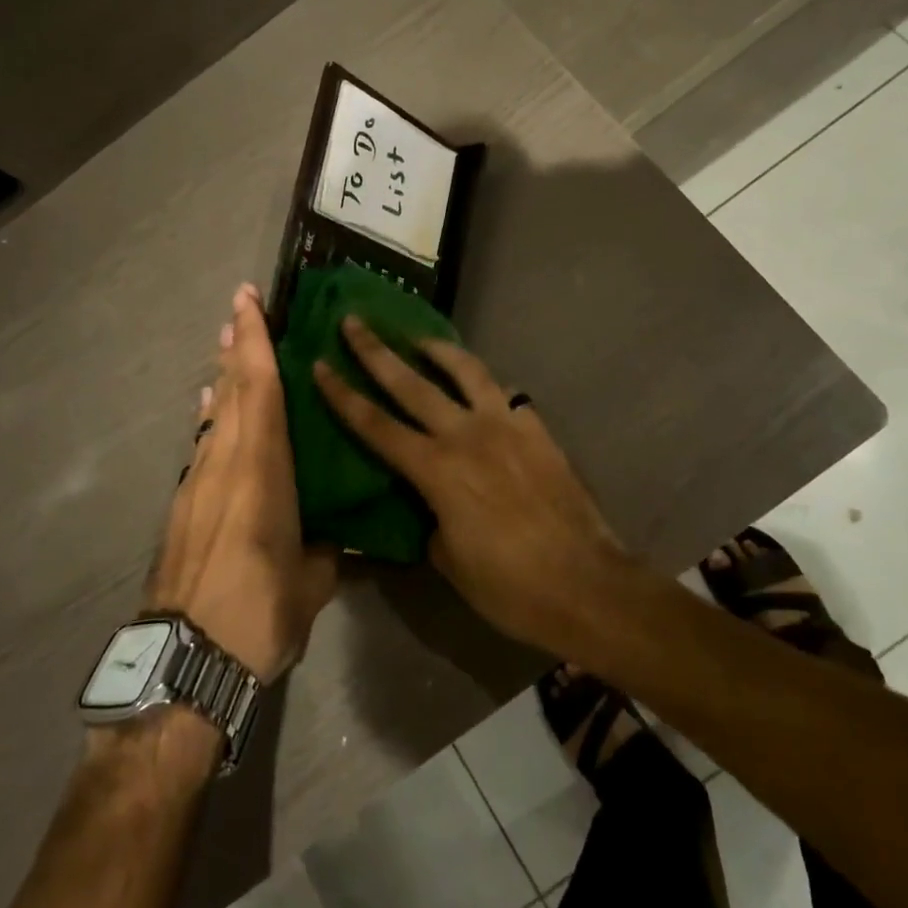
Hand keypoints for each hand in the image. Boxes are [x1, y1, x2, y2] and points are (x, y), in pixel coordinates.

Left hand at [146, 285, 337, 682]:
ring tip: (228, 349)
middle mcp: (225, 464)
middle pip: (231, 391)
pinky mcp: (181, 508)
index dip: (255, 341)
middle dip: (236, 346)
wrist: (184, 664)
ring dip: (222, 378)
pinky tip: (211, 411)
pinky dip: (211, 419)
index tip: (247, 300)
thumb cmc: (259, 613)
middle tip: (239, 310)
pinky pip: (201, 446)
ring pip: (214, 416)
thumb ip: (325, 552)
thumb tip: (334, 542)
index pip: (261, 389)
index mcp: (262, 471)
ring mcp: (197, 484)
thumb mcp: (312, 583)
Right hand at [312, 319, 628, 653]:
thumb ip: (430, 520)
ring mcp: (506, 426)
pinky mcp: (536, 429)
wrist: (586, 584)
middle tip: (354, 321)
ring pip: (465, 371)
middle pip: (411, 383)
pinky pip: (503, 392)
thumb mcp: (450, 561)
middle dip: (376, 351)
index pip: (376, 425)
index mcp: (437, 471)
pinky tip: (477, 384)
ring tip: (418, 338)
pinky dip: (482, 381)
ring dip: (437, 349)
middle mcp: (467, 435)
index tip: (321, 364)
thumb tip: (429, 504)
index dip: (344, 395)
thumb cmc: (510, 586)